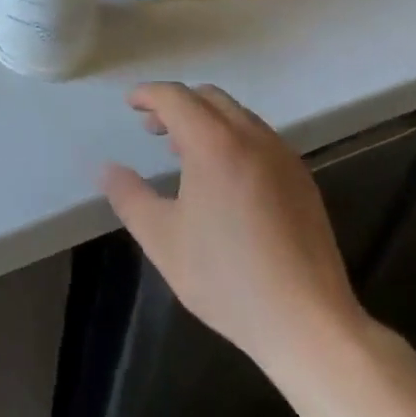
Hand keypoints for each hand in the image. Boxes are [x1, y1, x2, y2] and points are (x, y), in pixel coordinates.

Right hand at [101, 83, 367, 376]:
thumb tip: (107, 169)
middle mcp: (252, 137)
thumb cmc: (226, 278)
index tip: (131, 104)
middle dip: (177, 104)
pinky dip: (232, 137)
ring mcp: (282, 156)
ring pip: (238, 115)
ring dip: (206, 120)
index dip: (149, 94)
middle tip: (153, 129)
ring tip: (184, 152)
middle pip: (209, 98)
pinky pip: (259, 138)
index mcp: (214, 144)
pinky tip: (223, 177)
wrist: (308, 322)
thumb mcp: (162, 239)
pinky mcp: (302, 179)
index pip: (176, 98)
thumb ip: (129, 197)